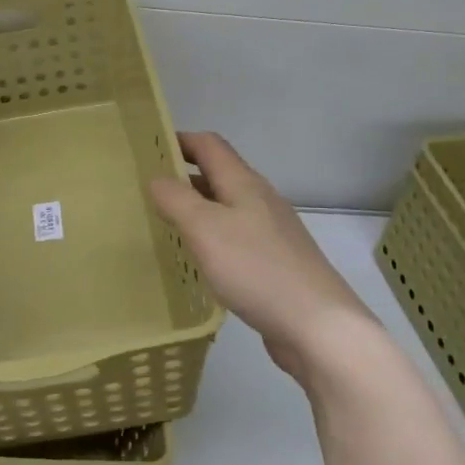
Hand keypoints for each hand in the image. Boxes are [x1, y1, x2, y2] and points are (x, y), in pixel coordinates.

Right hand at [149, 132, 378, 391]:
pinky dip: (212, 238)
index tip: (147, 148)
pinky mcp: (275, 262)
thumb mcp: (206, 229)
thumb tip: (157, 178)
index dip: (180, 140)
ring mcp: (271, 232)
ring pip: (227, 208)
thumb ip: (177, 199)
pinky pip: (236, 237)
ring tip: (164, 223)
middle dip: (184, 176)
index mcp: (244, 183)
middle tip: (146, 190)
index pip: (209, 145)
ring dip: (197, 208)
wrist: (318, 325)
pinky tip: (198, 260)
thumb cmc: (256, 269)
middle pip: (219, 174)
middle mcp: (260, 200)